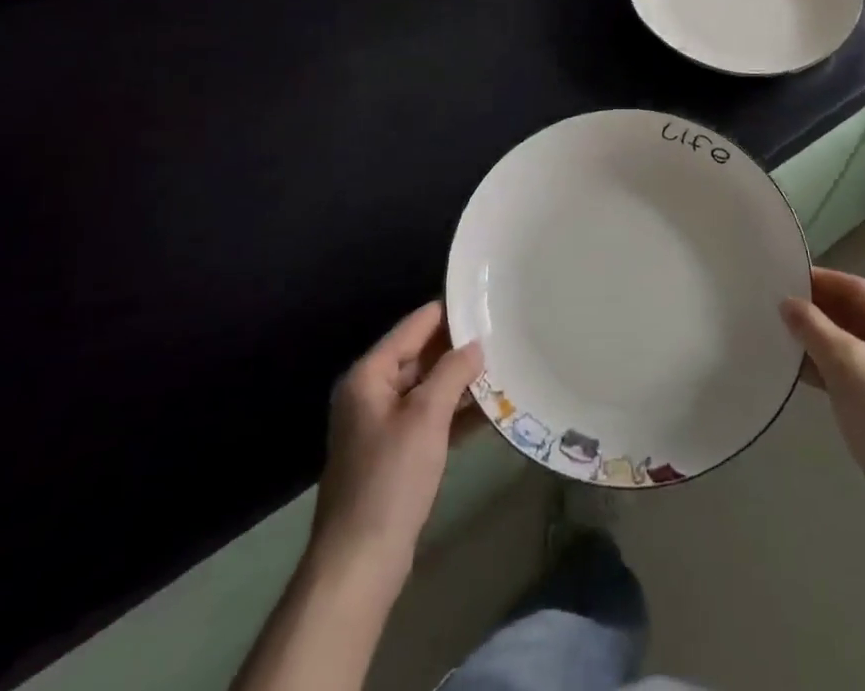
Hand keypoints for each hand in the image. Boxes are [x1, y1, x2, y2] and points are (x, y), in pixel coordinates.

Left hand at [310, 302, 483, 577]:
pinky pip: (429, 419)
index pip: (415, 326)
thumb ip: (452, 372)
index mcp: (370, 375)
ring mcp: (382, 425)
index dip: (449, 312)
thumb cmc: (390, 480)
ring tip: (505, 367)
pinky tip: (492, 412)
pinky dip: (456, 414)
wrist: (359, 564)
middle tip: (503, 335)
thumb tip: (475, 345)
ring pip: (428, 388)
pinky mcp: (395, 454)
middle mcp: (372, 393)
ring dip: (462, 382)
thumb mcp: (426, 418)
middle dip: (460, 349)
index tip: (487, 301)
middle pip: (421, 355)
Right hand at [782, 268, 864, 517]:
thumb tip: (786, 303)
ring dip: (818, 339)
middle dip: (817, 312)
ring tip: (779, 332)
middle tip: (776, 304)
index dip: (821, 282)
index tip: (785, 276)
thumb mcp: (845, 364)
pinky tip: (796, 367)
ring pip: (851, 344)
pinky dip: (827, 365)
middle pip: (856, 315)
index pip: (859, 290)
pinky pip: (852, 369)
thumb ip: (813, 327)